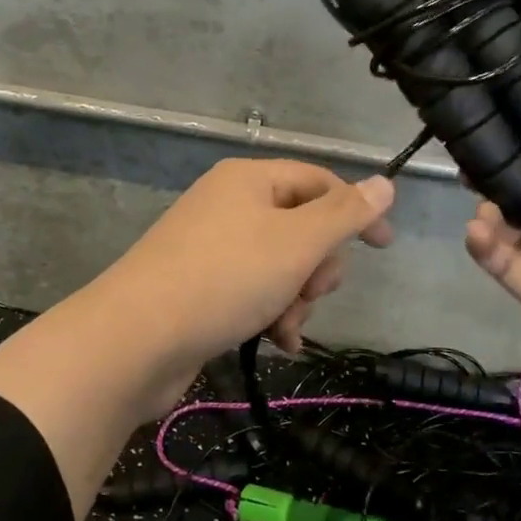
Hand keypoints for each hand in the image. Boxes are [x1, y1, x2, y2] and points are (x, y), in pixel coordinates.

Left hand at [93, 159, 394, 411]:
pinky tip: (276, 341)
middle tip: (310, 292)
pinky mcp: (201, 284)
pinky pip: (254, 289)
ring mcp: (212, 245)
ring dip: (296, 298)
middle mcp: (230, 204)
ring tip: (286, 326)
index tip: (384, 247)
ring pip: (281, 264)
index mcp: (249, 180)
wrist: (136, 339)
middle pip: (301, 226)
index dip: (355, 210)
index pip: (319, 181)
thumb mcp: (297, 242)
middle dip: (316, 266)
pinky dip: (271, 312)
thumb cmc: (225, 279)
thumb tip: (385, 182)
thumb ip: (345, 213)